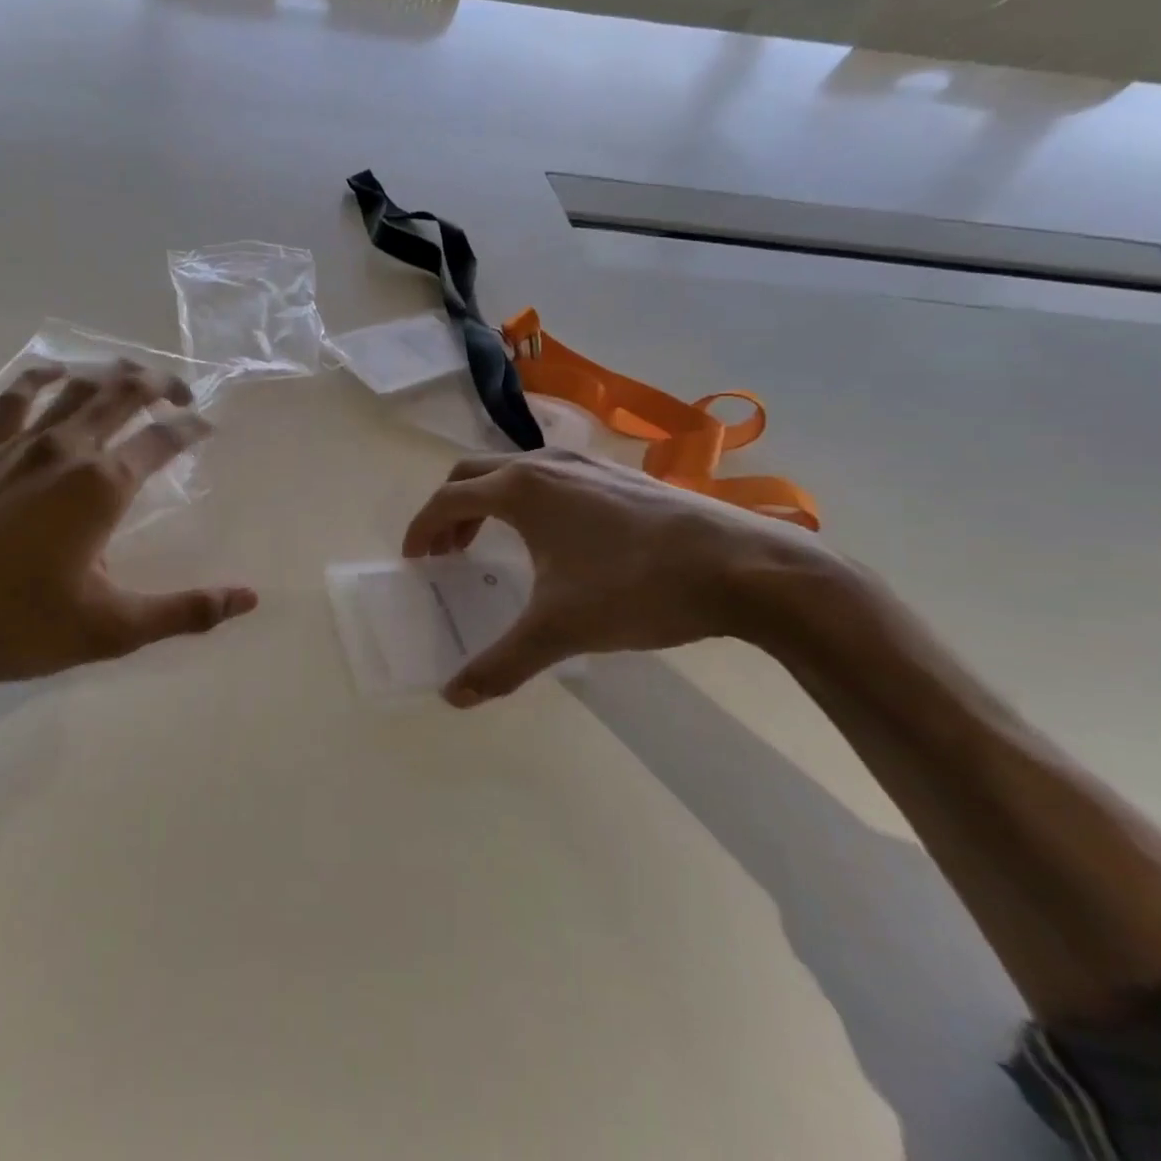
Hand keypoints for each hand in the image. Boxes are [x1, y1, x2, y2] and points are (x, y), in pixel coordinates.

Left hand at [0, 360, 257, 695]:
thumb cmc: (17, 625)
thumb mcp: (112, 628)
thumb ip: (185, 610)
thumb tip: (248, 598)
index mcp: (103, 486)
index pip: (163, 440)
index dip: (192, 427)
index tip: (208, 425)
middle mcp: (68, 449)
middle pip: (123, 393)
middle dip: (160, 384)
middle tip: (182, 392)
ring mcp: (21, 443)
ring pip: (77, 385)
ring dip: (112, 374)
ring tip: (133, 378)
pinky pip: (18, 396)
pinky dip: (44, 376)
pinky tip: (56, 374)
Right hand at [402, 449, 824, 707]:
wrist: (746, 567)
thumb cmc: (638, 587)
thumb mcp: (561, 629)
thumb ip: (502, 662)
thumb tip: (453, 697)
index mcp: (521, 489)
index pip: (448, 499)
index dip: (423, 528)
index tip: (414, 559)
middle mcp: (546, 463)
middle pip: (474, 474)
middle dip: (450, 510)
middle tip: (446, 552)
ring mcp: (586, 463)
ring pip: (514, 470)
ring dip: (488, 502)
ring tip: (491, 544)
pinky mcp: (618, 475)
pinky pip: (550, 476)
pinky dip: (526, 499)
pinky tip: (552, 538)